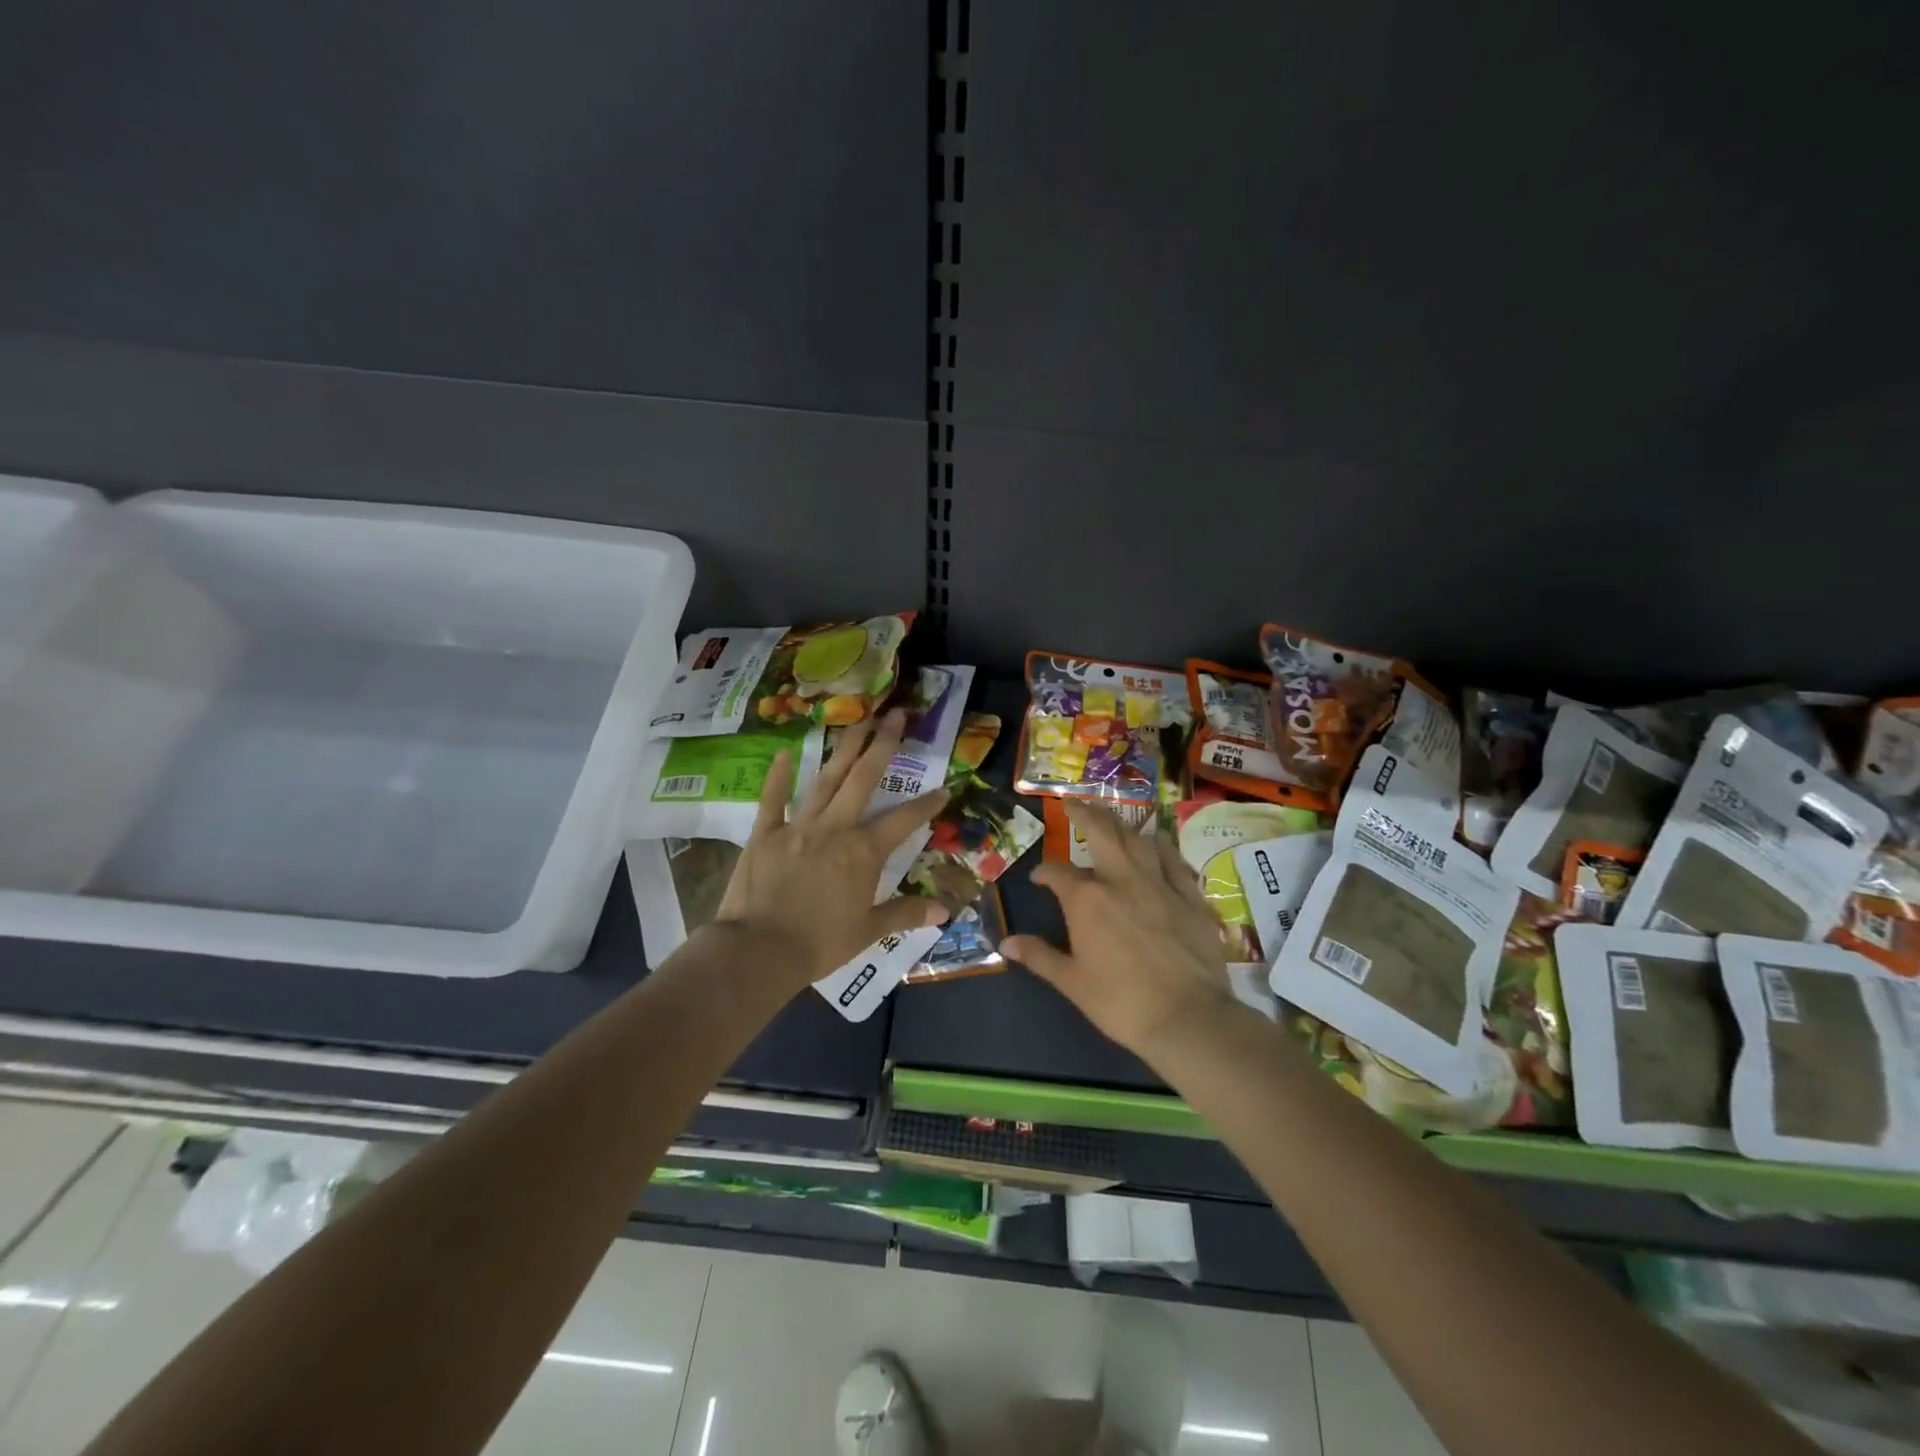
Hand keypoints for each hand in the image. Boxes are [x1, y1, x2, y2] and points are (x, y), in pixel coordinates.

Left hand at [713, 709, 948, 990]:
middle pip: (863, 779)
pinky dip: (778, 777)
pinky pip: (772, 800)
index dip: (926, 805)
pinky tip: (783, 753)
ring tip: (859, 720)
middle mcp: (835, 828)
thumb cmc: (819, 943)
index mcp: (864, 852)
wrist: (758, 950)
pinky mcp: (765, 833)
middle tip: (896, 715)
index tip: (944, 788)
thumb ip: (905, 914)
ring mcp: (798, 826)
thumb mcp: (868, 931)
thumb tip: (944, 912)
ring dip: (844, 748)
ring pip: (826, 779)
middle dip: (883, 745)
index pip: (904, 821)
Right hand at [1004, 799, 1236, 1055]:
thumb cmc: (1121, 1002)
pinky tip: (1157, 843)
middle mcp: (1121, 879)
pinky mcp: (1190, 896)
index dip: (1044, 872)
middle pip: (1102, 832)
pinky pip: (1174, 859)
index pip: (1057, 873)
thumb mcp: (1072, 982)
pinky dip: (1162, 847)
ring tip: (1112, 820)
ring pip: (1139, 839)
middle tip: (1073, 801)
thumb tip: (1006, 943)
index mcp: (1087, 899)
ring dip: (1122, 826)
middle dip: (1084, 813)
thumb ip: (1039, 956)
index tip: (1038, 878)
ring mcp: (1159, 883)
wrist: (1187, 1017)